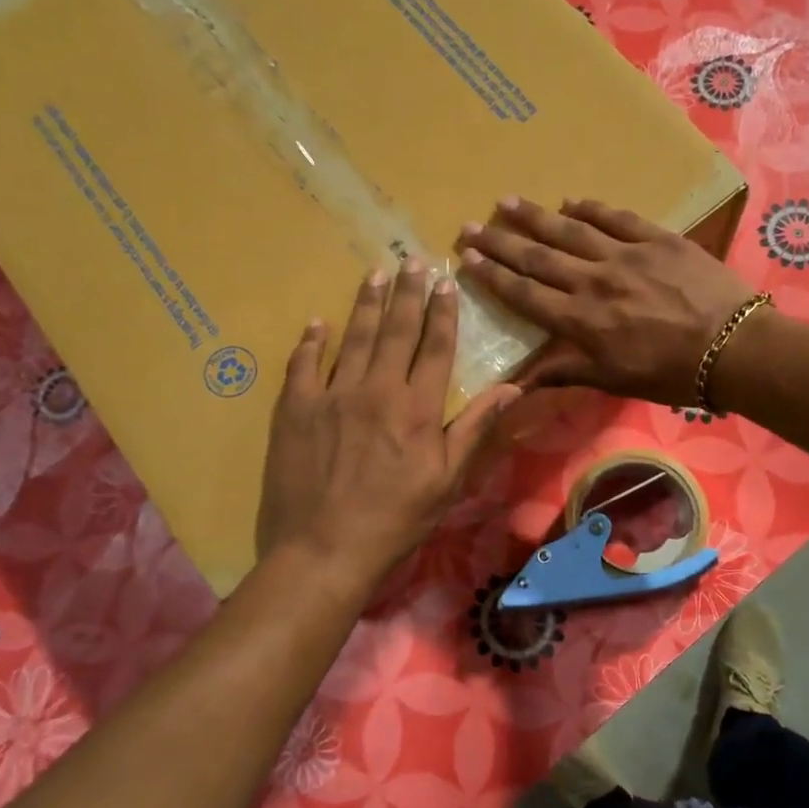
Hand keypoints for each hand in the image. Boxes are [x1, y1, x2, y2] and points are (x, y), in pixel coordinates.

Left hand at [256, 260, 520, 586]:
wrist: (325, 548)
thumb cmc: (396, 518)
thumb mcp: (448, 480)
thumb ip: (476, 428)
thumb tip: (512, 388)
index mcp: (417, 407)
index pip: (435, 347)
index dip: (443, 312)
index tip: (446, 282)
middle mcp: (376, 389)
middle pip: (396, 330)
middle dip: (407, 292)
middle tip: (412, 259)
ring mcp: (332, 395)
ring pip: (353, 337)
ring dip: (366, 303)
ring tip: (375, 273)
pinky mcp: (296, 409)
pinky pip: (303, 364)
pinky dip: (311, 341)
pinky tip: (318, 322)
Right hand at [458, 198, 755, 405]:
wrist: (733, 347)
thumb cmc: (670, 373)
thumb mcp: (613, 381)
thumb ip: (564, 373)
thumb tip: (517, 383)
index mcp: (580, 320)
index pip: (525, 294)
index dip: (493, 276)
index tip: (467, 258)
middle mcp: (593, 281)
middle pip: (537, 257)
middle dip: (500, 241)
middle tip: (470, 224)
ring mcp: (625, 255)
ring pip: (570, 230)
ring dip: (535, 216)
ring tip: (507, 202)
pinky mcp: (657, 238)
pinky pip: (616, 217)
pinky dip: (590, 208)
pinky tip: (571, 200)